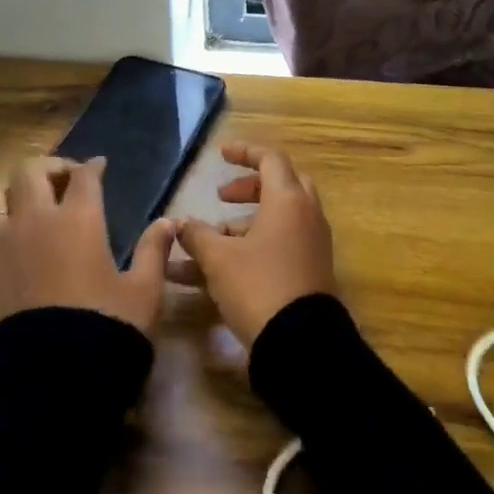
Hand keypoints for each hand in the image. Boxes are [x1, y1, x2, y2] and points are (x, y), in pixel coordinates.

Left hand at [0, 156, 175, 333]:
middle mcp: (37, 221)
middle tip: (66, 181)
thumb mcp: (144, 289)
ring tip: (31, 205)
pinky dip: (1, 225)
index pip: (83, 175)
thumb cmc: (109, 326)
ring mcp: (6, 244)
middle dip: (50, 168)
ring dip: (13, 192)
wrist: (57, 376)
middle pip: (30, 171)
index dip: (92, 167)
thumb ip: (154, 250)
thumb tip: (168, 222)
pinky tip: (19, 242)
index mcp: (79, 219)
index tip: (99, 166)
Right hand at [177, 142, 336, 347]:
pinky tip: (223, 268)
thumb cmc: (258, 287)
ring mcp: (312, 244)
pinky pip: (281, 245)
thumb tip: (181, 224)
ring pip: (278, 219)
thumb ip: (197, 235)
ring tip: (209, 241)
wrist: (302, 342)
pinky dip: (254, 246)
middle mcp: (306, 215)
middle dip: (249, 187)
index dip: (244, 152)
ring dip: (244, 223)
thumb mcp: (218, 259)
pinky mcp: (311, 270)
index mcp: (288, 200)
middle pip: (280, 185)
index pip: (270, 159)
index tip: (220, 153)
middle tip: (223, 196)